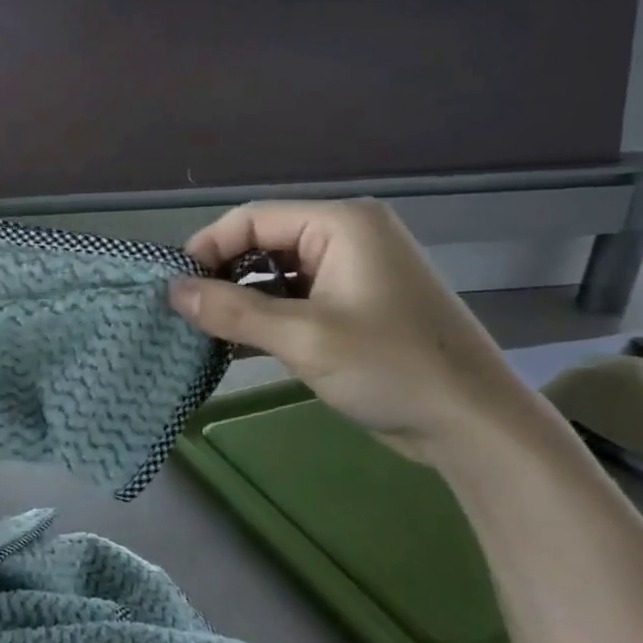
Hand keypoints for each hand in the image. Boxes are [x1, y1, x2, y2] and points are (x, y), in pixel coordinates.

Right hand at [169, 200, 537, 464]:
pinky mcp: (351, 307)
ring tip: (203, 332)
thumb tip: (171, 291)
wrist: (471, 423)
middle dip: (222, 276)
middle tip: (186, 314)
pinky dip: (263, 318)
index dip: (207, 248)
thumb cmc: (391, 367)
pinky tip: (233, 345)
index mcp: (340, 225)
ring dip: (240, 302)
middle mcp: (345, 237)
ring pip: (274, 275)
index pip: (253, 219)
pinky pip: (293, 300)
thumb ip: (232, 311)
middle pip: (262, 243)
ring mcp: (350, 273)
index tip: (173, 288)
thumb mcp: (303, 337)